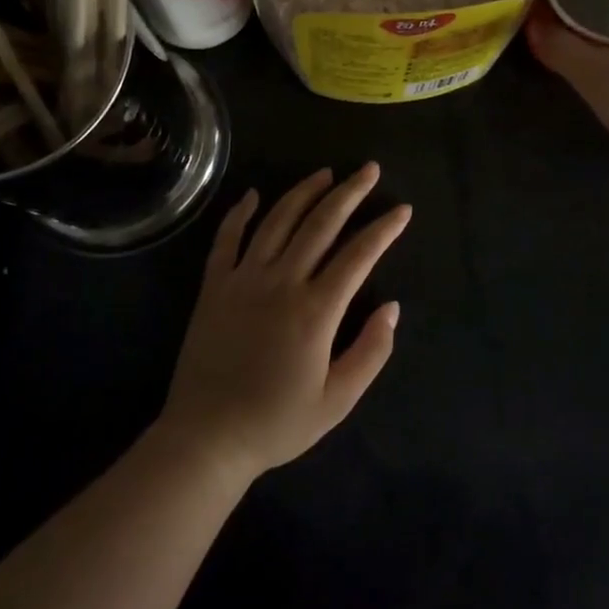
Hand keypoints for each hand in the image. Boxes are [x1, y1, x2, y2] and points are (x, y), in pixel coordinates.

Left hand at [159, 164, 408, 484]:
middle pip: (321, 224)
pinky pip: (227, 240)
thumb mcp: (337, 401)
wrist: (207, 439)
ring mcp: (244, 279)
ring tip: (325, 173)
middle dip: (349, 192)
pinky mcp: (214, 287)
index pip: (358, 255)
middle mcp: (282, 282)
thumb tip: (392, 308)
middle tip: (369, 169)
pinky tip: (252, 194)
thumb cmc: (276, 422)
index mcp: (316, 310)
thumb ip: (370, 352)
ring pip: (277, 221)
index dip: (383, 229)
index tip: (402, 209)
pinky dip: (239, 213)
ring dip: (304, 192)